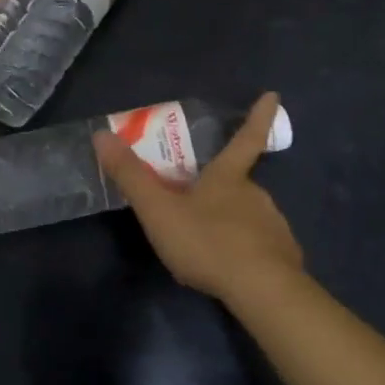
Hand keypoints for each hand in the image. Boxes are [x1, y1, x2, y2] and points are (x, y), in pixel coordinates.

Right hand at [93, 92, 302, 303]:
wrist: (261, 290)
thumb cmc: (207, 242)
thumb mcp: (159, 210)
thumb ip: (131, 176)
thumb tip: (101, 135)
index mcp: (229, 177)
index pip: (245, 138)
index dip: (258, 116)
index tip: (273, 95)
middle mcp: (256, 194)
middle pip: (239, 182)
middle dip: (221, 187)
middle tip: (198, 201)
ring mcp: (273, 225)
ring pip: (248, 215)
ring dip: (230, 222)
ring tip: (207, 244)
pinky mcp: (283, 255)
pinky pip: (259, 245)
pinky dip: (245, 250)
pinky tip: (230, 268)